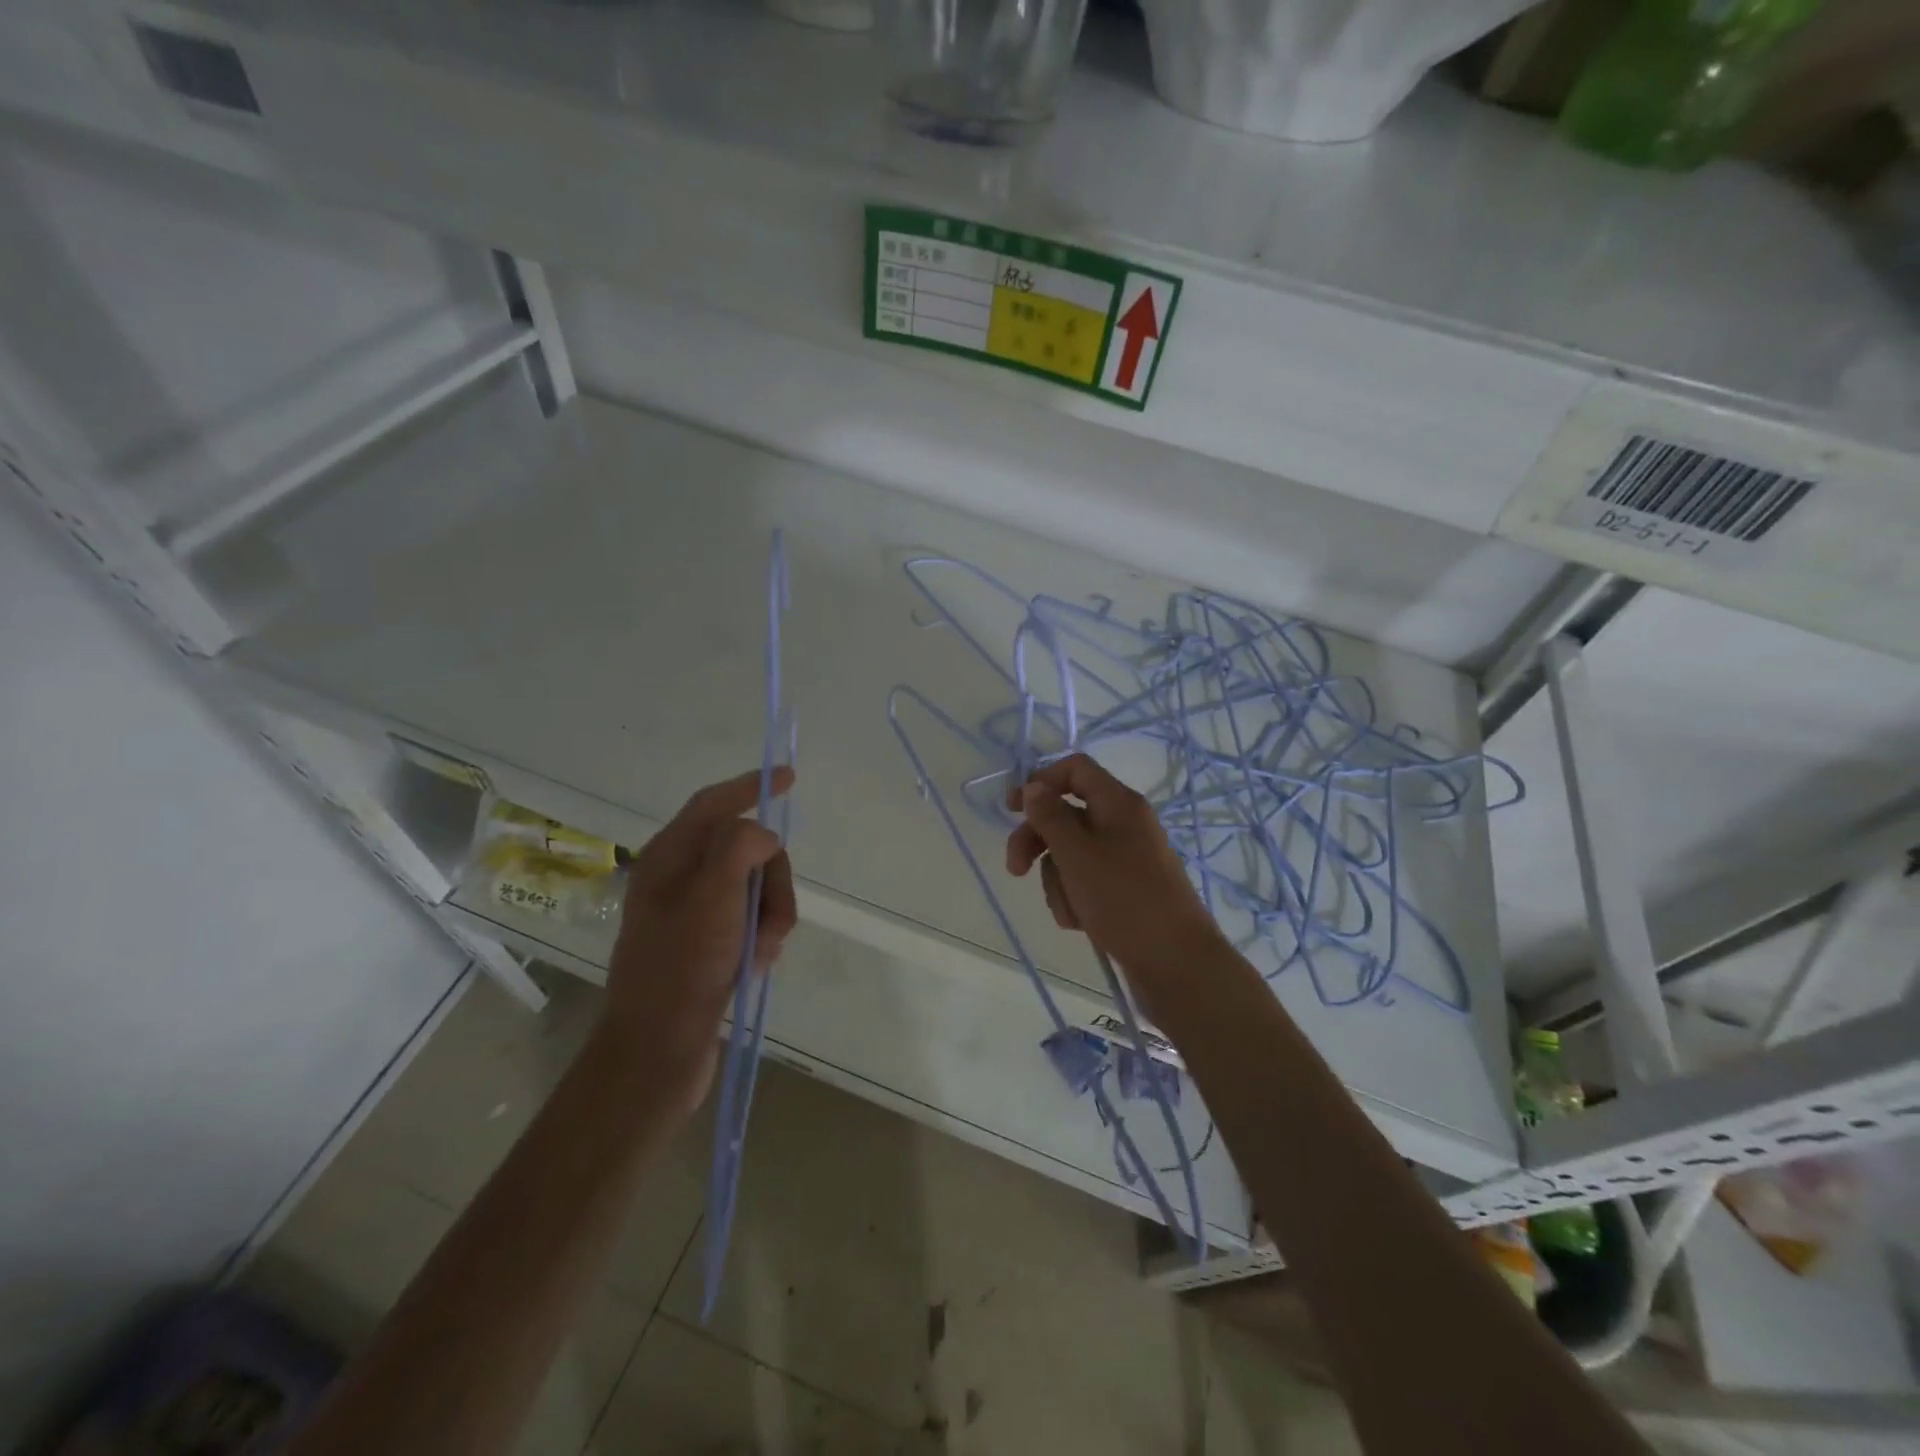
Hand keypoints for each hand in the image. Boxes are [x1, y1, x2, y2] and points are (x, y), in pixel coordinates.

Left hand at [603, 767, 796, 1111]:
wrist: (658, 1050)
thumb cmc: (681, 967)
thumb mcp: (713, 896)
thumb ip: (740, 847)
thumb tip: (763, 838)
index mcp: (669, 856)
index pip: (714, 803)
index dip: (751, 785)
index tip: (789, 776)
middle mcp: (680, 877)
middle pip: (746, 849)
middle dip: (772, 878)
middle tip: (774, 917)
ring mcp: (695, 912)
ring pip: (757, 886)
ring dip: (772, 914)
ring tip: (763, 951)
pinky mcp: (709, 943)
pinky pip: (753, 919)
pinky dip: (764, 935)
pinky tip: (756, 964)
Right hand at [1005, 754, 1228, 1000]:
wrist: (1175, 963)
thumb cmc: (1125, 900)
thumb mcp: (1077, 854)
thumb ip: (1050, 817)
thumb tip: (1034, 786)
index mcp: (1119, 803)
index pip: (1075, 769)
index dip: (1041, 781)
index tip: (1012, 808)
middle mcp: (1123, 824)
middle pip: (1066, 815)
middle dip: (1038, 841)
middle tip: (1015, 869)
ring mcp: (1125, 858)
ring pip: (1070, 854)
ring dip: (1058, 880)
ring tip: (1070, 908)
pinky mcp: (1124, 889)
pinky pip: (1085, 881)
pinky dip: (1075, 898)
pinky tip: (1080, 922)